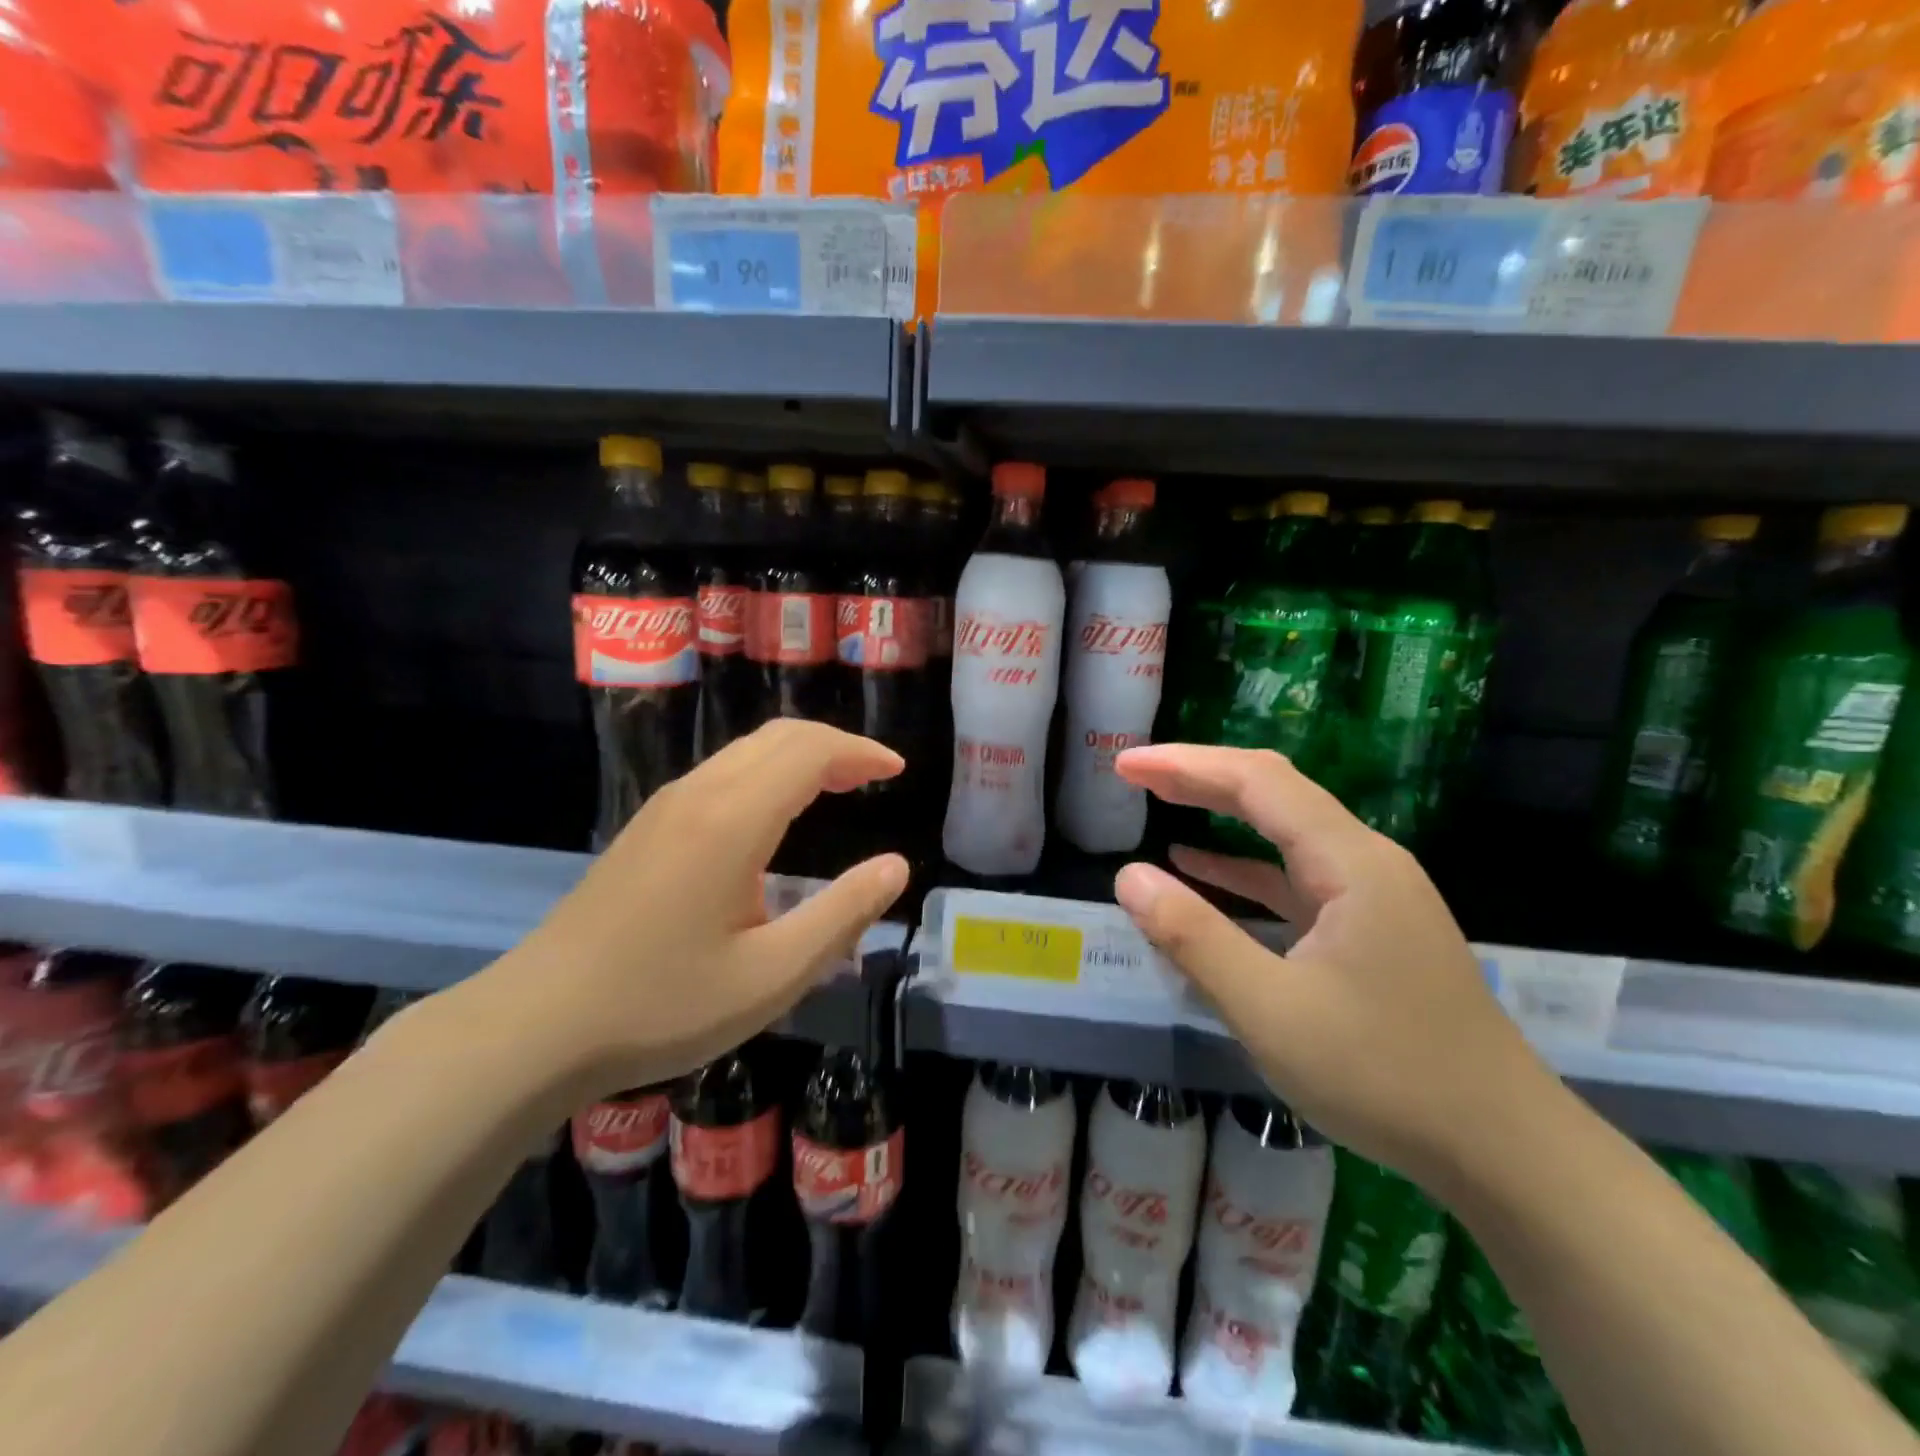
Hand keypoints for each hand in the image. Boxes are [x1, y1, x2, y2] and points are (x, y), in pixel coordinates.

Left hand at [456, 720, 909, 1095]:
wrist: (536, 1025)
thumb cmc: (662, 1004)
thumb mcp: (772, 975)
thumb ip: (842, 915)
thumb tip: (895, 867)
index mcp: (732, 820)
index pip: (809, 751)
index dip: (860, 752)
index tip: (897, 770)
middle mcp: (698, 795)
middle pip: (777, 736)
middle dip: (834, 745)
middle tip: (874, 775)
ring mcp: (665, 808)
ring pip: (746, 752)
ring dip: (799, 756)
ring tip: (838, 786)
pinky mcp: (647, 828)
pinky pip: (722, 773)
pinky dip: (767, 772)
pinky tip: (775, 815)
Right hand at [1111, 744, 1555, 1182]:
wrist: (1505, 1152)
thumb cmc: (1385, 1075)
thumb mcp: (1270, 1011)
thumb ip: (1194, 937)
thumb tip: (1129, 877)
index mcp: (1350, 863)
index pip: (1257, 781)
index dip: (1185, 764)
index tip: (1126, 764)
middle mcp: (1365, 862)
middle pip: (1274, 793)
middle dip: (1199, 777)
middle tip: (1133, 773)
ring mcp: (1372, 896)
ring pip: (1285, 832)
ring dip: (1219, 814)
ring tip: (1159, 802)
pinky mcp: (1369, 929)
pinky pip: (1295, 878)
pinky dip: (1243, 869)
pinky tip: (1201, 872)